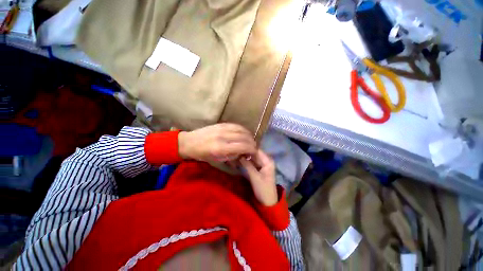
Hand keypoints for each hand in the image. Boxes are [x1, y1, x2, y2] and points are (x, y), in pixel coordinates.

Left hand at [178, 123, 256, 162]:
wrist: (190, 142)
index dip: (252, 149)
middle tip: (254, 147)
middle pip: (245, 137)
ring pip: (242, 130)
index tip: (255, 152)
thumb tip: (244, 154)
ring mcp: (222, 128)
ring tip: (250, 140)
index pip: (243, 146)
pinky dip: (243, 130)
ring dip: (249, 136)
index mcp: (221, 148)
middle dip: (252, 143)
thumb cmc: (203, 155)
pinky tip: (245, 133)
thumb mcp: (218, 160)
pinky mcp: (221, 124)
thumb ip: (233, 157)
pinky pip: (236, 125)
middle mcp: (223, 137)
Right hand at [239, 150, 277, 205]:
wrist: (268, 201)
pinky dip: (247, 161)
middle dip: (246, 152)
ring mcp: (263, 164)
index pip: (257, 150)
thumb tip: (239, 155)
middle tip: (235, 150)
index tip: (238, 146)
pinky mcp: (260, 168)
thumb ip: (247, 165)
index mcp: (268, 161)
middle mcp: (266, 160)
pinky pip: (253, 162)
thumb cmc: (263, 189)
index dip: (248, 148)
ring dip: (245, 156)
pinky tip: (240, 159)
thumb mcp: (254, 176)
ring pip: (253, 157)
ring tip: (236, 153)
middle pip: (255, 153)